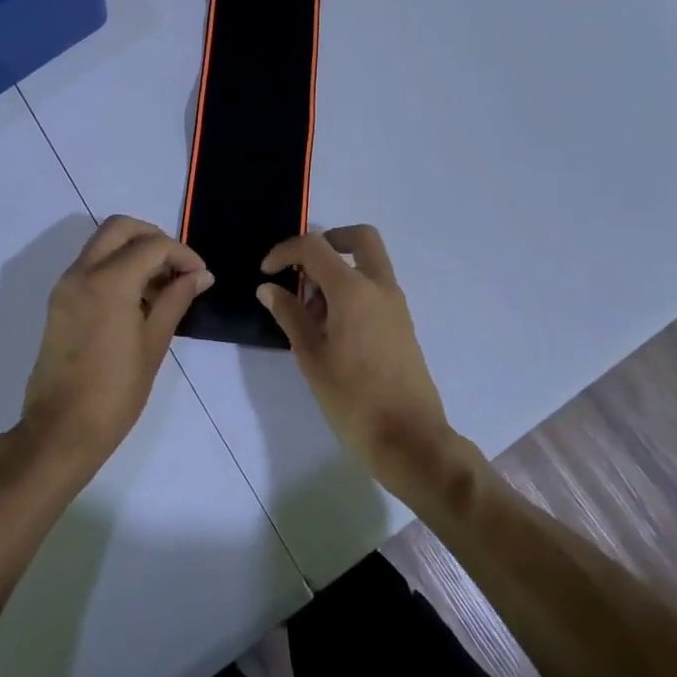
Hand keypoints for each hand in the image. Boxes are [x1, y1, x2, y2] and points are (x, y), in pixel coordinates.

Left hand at [21, 216, 211, 473]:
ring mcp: (66, 286)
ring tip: (162, 286)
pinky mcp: (59, 301)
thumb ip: (177, 299)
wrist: (61, 430)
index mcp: (108, 282)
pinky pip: (91, 265)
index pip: (152, 245)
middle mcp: (82, 273)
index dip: (182, 254)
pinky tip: (138, 298)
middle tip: (177, 266)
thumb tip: (201, 275)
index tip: (200, 275)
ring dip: (134, 251)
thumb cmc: (116, 391)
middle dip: (153, 237)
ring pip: (103, 243)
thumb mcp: (154, 343)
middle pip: (120, 228)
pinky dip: (116, 266)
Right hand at [257, 226, 466, 503]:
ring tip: (310, 313)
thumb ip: (290, 316)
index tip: (266, 272)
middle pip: (360, 238)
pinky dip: (352, 290)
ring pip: (369, 263)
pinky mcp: (402, 324)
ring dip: (339, 269)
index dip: (285, 251)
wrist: (410, 439)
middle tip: (302, 268)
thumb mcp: (312, 358)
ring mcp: (396, 304)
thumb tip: (268, 288)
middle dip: (328, 241)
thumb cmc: (354, 400)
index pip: (315, 247)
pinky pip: (375, 288)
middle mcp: (379, 287)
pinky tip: (332, 329)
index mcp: (353, 290)